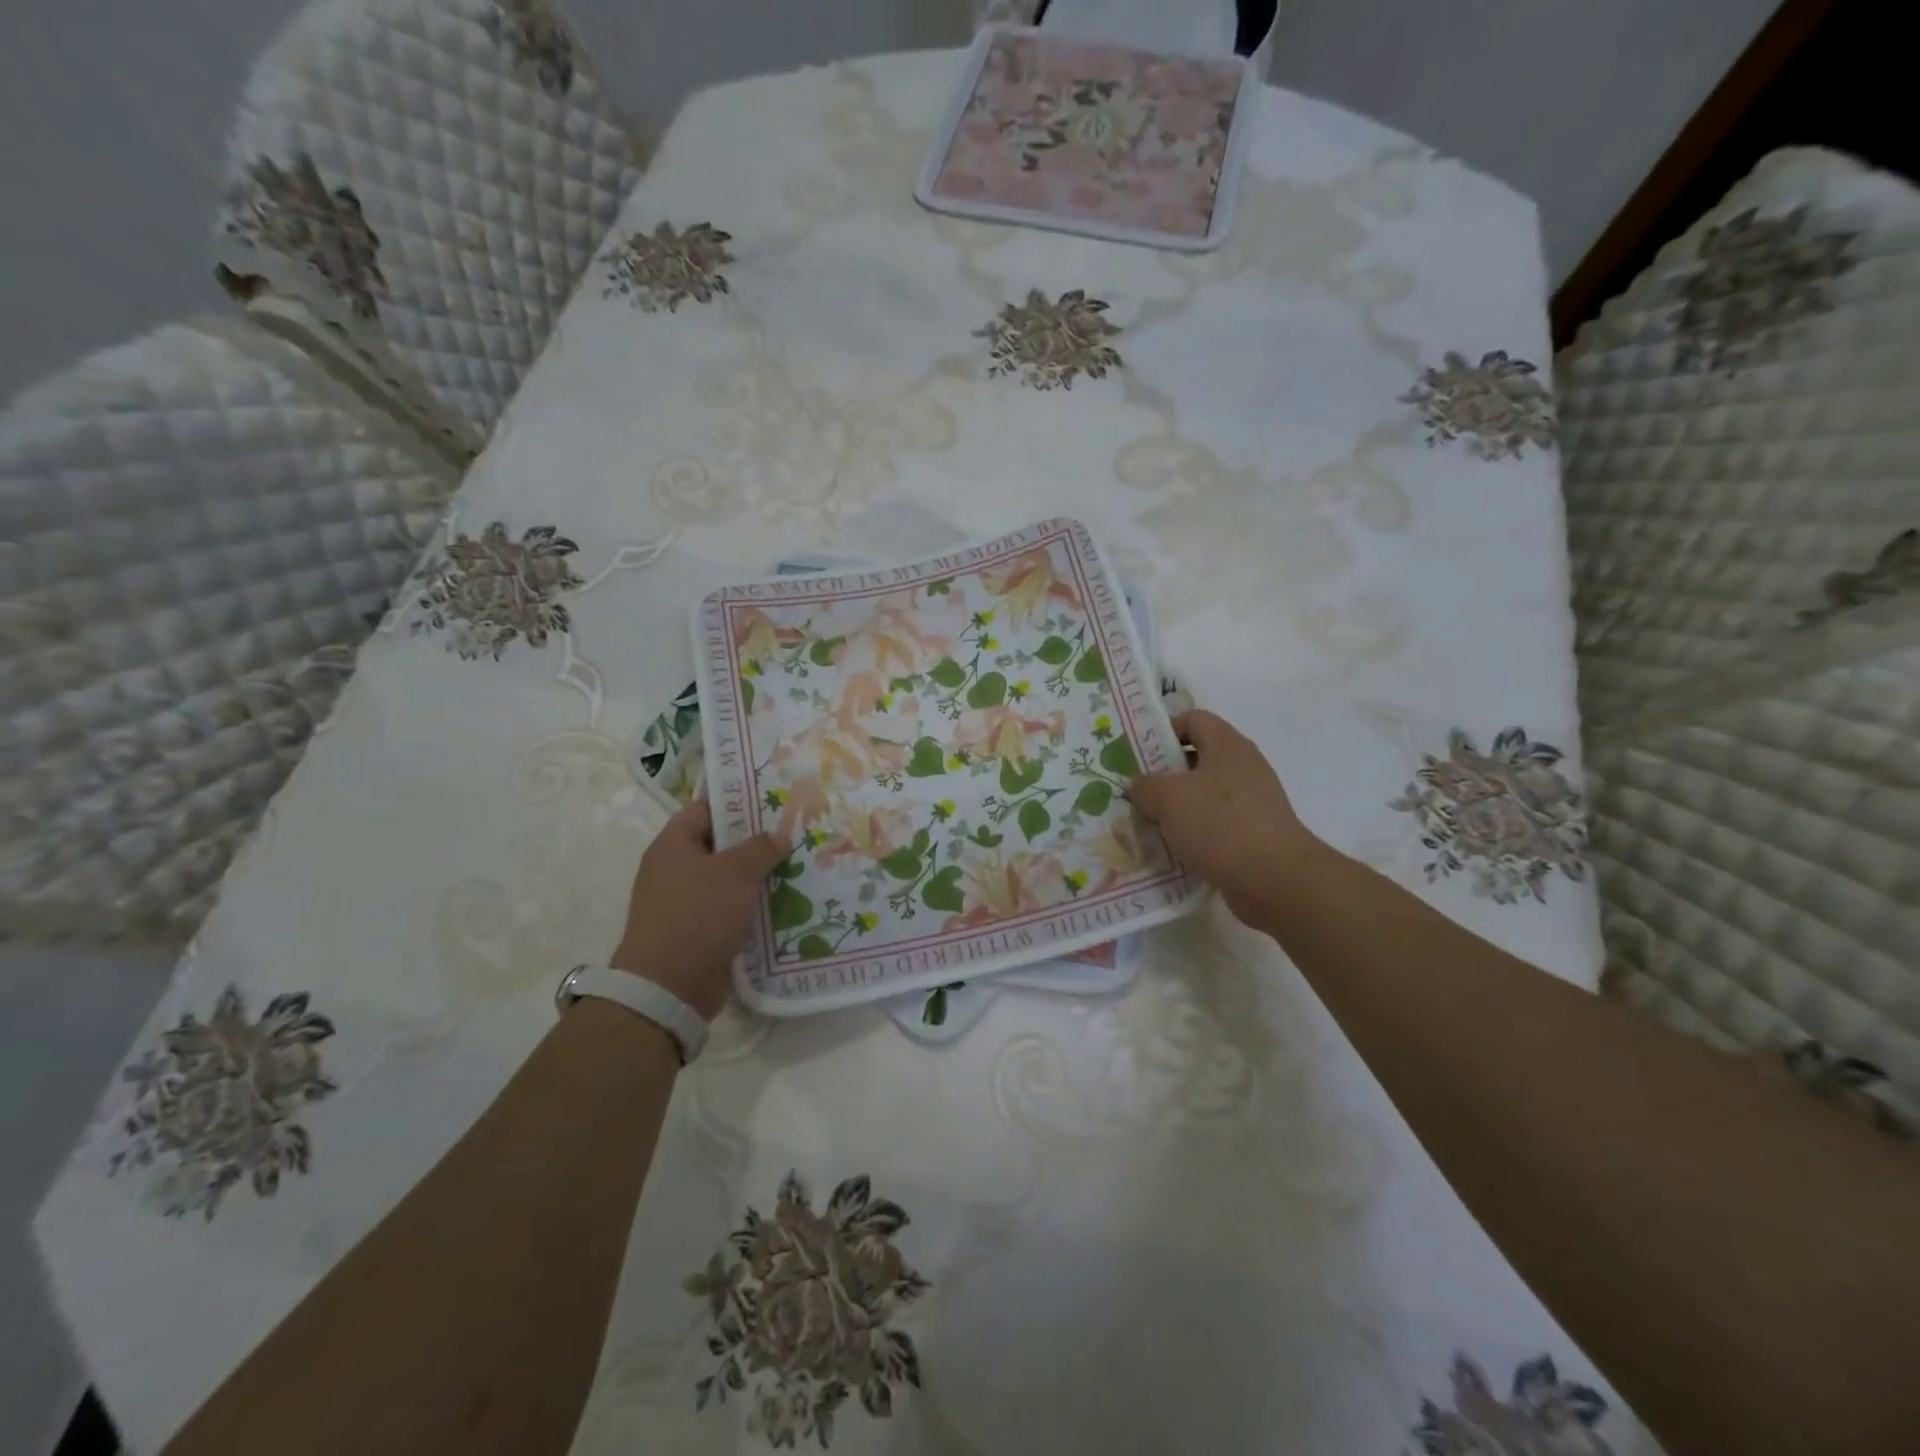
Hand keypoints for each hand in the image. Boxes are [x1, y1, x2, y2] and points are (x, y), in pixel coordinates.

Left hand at [610, 801, 789, 1021]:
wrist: (669, 988)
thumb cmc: (698, 915)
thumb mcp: (735, 873)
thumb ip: (760, 848)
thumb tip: (779, 835)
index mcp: (673, 845)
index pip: (705, 808)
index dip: (737, 800)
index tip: (772, 799)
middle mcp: (674, 869)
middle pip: (720, 843)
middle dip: (756, 840)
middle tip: (794, 831)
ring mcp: (685, 902)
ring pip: (728, 878)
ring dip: (759, 874)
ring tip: (799, 863)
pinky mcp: (698, 930)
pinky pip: (730, 908)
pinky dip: (752, 904)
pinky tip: (785, 900)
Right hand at [1129, 710, 1319, 923]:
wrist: (1275, 879)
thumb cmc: (1220, 825)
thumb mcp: (1168, 799)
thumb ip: (1145, 786)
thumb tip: (1140, 787)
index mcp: (1227, 745)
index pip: (1193, 719)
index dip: (1164, 730)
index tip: (1138, 753)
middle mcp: (1243, 767)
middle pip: (1197, 759)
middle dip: (1163, 774)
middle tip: (1135, 791)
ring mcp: (1253, 802)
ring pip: (1204, 795)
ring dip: (1176, 808)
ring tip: (1147, 823)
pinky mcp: (1254, 834)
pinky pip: (1215, 825)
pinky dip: (1193, 833)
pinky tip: (1172, 849)